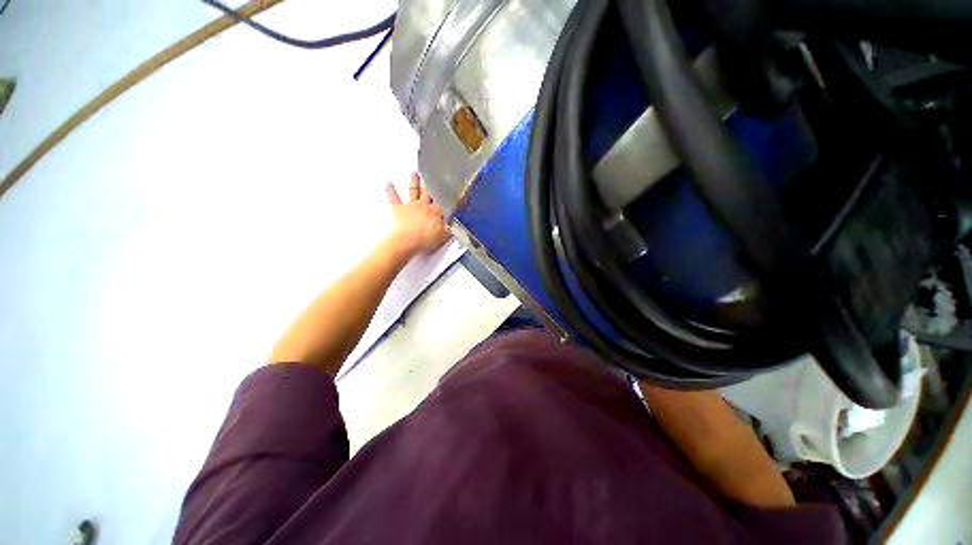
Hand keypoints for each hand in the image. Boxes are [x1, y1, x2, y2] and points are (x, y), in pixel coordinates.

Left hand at [386, 173, 448, 256]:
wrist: (406, 242)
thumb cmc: (424, 240)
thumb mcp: (443, 236)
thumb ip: (449, 228)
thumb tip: (454, 224)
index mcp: (436, 211)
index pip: (444, 201)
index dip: (449, 197)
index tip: (453, 191)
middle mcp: (424, 205)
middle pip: (429, 192)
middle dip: (431, 183)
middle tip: (432, 175)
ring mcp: (411, 206)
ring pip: (413, 191)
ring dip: (414, 181)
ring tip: (414, 173)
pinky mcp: (399, 210)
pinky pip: (394, 198)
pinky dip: (391, 191)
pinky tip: (388, 184)